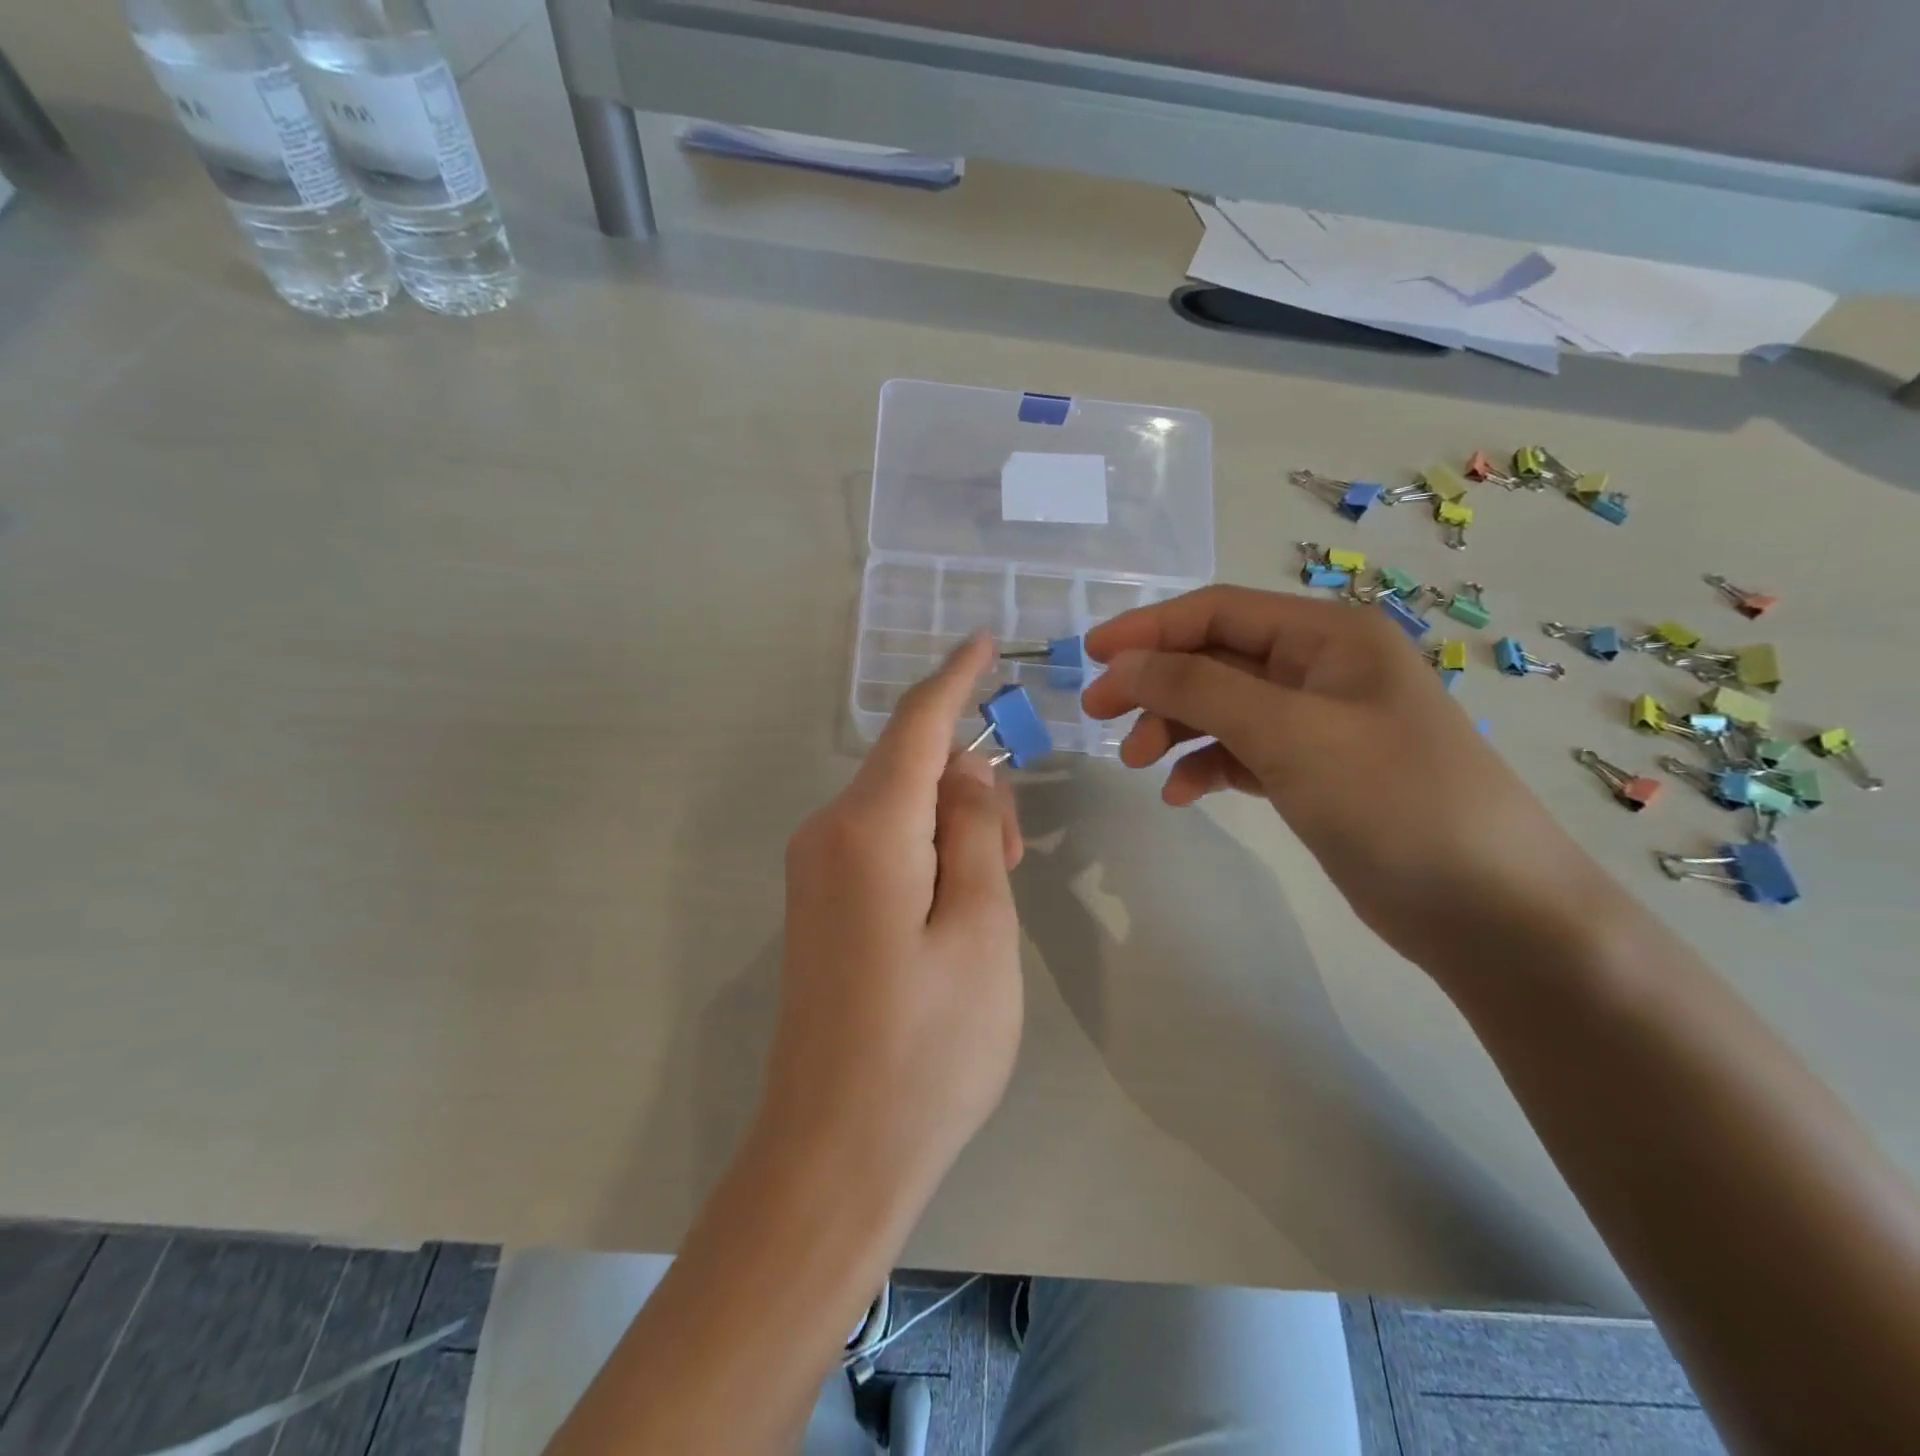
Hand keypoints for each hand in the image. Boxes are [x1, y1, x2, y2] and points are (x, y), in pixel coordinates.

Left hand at [762, 635, 1023, 1208]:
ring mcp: (814, 871)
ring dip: (952, 827)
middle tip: (1017, 857)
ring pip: (898, 808)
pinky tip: (955, 908)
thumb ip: (976, 834)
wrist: (834, 1154)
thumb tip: (966, 771)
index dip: (954, 677)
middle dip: (969, 786)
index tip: (983, 639)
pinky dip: (926, 851)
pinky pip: (880, 844)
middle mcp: (827, 834)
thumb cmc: (928, 1048)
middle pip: (910, 768)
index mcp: (868, 830)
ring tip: (993, 896)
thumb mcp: (982, 931)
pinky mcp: (818, 905)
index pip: (916, 726)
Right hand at [1081, 586, 1598, 968]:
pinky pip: (1241, 752)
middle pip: (1214, 659)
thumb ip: (1197, 689)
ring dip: (1174, 727)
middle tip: (1098, 716)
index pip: (1218, 611)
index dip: (1148, 628)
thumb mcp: (1288, 732)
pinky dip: (1205, 765)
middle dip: (1154, 684)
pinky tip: (1182, 793)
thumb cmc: (1392, 800)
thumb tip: (1121, 664)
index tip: (1090, 655)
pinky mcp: (1313, 773)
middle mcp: (1321, 669)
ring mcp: (1317, 723)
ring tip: (1135, 762)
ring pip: (1222, 707)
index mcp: (1328, 636)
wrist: (1487, 909)